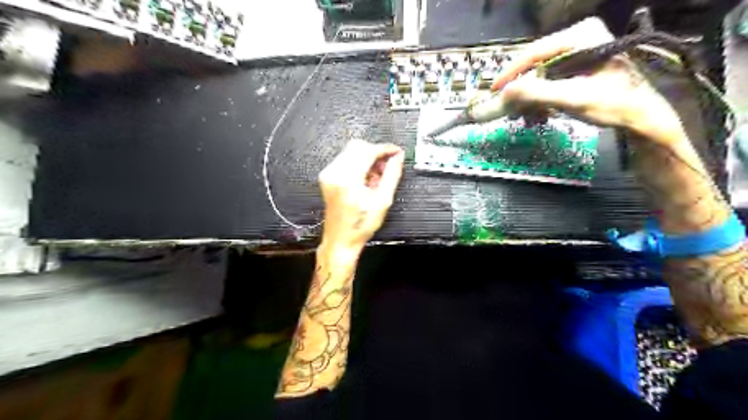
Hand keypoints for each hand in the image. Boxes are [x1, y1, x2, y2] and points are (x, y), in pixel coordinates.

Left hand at [319, 140, 405, 252]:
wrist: (341, 239)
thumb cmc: (361, 226)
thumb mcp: (383, 201)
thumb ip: (392, 175)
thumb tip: (398, 158)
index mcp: (348, 180)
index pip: (368, 151)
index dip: (384, 149)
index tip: (396, 152)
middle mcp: (334, 173)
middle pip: (358, 146)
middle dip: (375, 153)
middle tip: (388, 165)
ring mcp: (328, 174)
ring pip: (351, 151)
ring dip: (367, 158)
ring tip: (377, 177)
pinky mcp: (327, 176)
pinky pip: (345, 159)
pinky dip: (359, 164)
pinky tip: (367, 179)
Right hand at [492, 17, 688, 143]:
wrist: (641, 117)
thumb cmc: (612, 104)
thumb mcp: (572, 98)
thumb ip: (536, 93)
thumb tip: (503, 92)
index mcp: (580, 35)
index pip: (534, 51)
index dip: (511, 72)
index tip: (494, 90)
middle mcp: (578, 37)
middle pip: (536, 63)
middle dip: (522, 89)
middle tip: (508, 108)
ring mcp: (579, 51)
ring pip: (540, 74)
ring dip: (531, 98)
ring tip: (527, 117)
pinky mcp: (578, 65)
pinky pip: (549, 80)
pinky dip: (541, 98)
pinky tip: (540, 115)